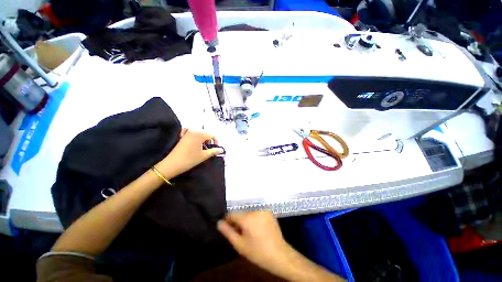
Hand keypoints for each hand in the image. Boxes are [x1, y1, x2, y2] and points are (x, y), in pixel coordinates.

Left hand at [158, 129, 223, 177]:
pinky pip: (191, 132)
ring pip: (199, 133)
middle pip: (206, 133)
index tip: (216, 148)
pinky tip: (194, 142)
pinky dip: (195, 136)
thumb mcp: (204, 156)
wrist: (172, 164)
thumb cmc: (190, 159)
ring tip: (202, 147)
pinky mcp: (182, 135)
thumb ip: (214, 151)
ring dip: (203, 139)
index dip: (216, 141)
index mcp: (200, 134)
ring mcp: (187, 132)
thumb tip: (221, 150)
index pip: (212, 135)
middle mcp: (194, 130)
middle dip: (209, 140)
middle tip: (209, 149)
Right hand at [217, 212, 290, 271]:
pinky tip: (255, 226)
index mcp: (248, 218)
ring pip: (248, 210)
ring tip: (247, 229)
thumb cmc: (258, 251)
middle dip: (237, 219)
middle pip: (241, 211)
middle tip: (239, 230)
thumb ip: (228, 232)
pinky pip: (256, 210)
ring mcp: (263, 209)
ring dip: (245, 217)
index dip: (228, 220)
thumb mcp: (240, 245)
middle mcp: (255, 210)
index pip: (232, 214)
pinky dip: (252, 215)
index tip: (228, 226)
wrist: (279, 253)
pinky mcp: (268, 210)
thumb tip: (219, 222)